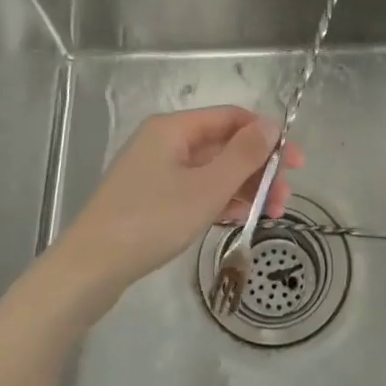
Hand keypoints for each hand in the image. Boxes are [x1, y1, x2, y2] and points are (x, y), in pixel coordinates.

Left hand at [53, 106, 302, 307]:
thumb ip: (243, 156)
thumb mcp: (206, 188)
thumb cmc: (151, 220)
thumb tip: (272, 125)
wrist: (90, 267)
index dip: (266, 136)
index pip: (231, 118)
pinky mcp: (150, 199)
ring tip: (271, 215)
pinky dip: (219, 201)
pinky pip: (195, 190)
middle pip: (222, 145)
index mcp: (173, 128)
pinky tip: (240, 219)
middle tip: (284, 199)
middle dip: (258, 169)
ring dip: (243, 188)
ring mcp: (155, 171)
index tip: (295, 164)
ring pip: (211, 171)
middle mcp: (164, 142)